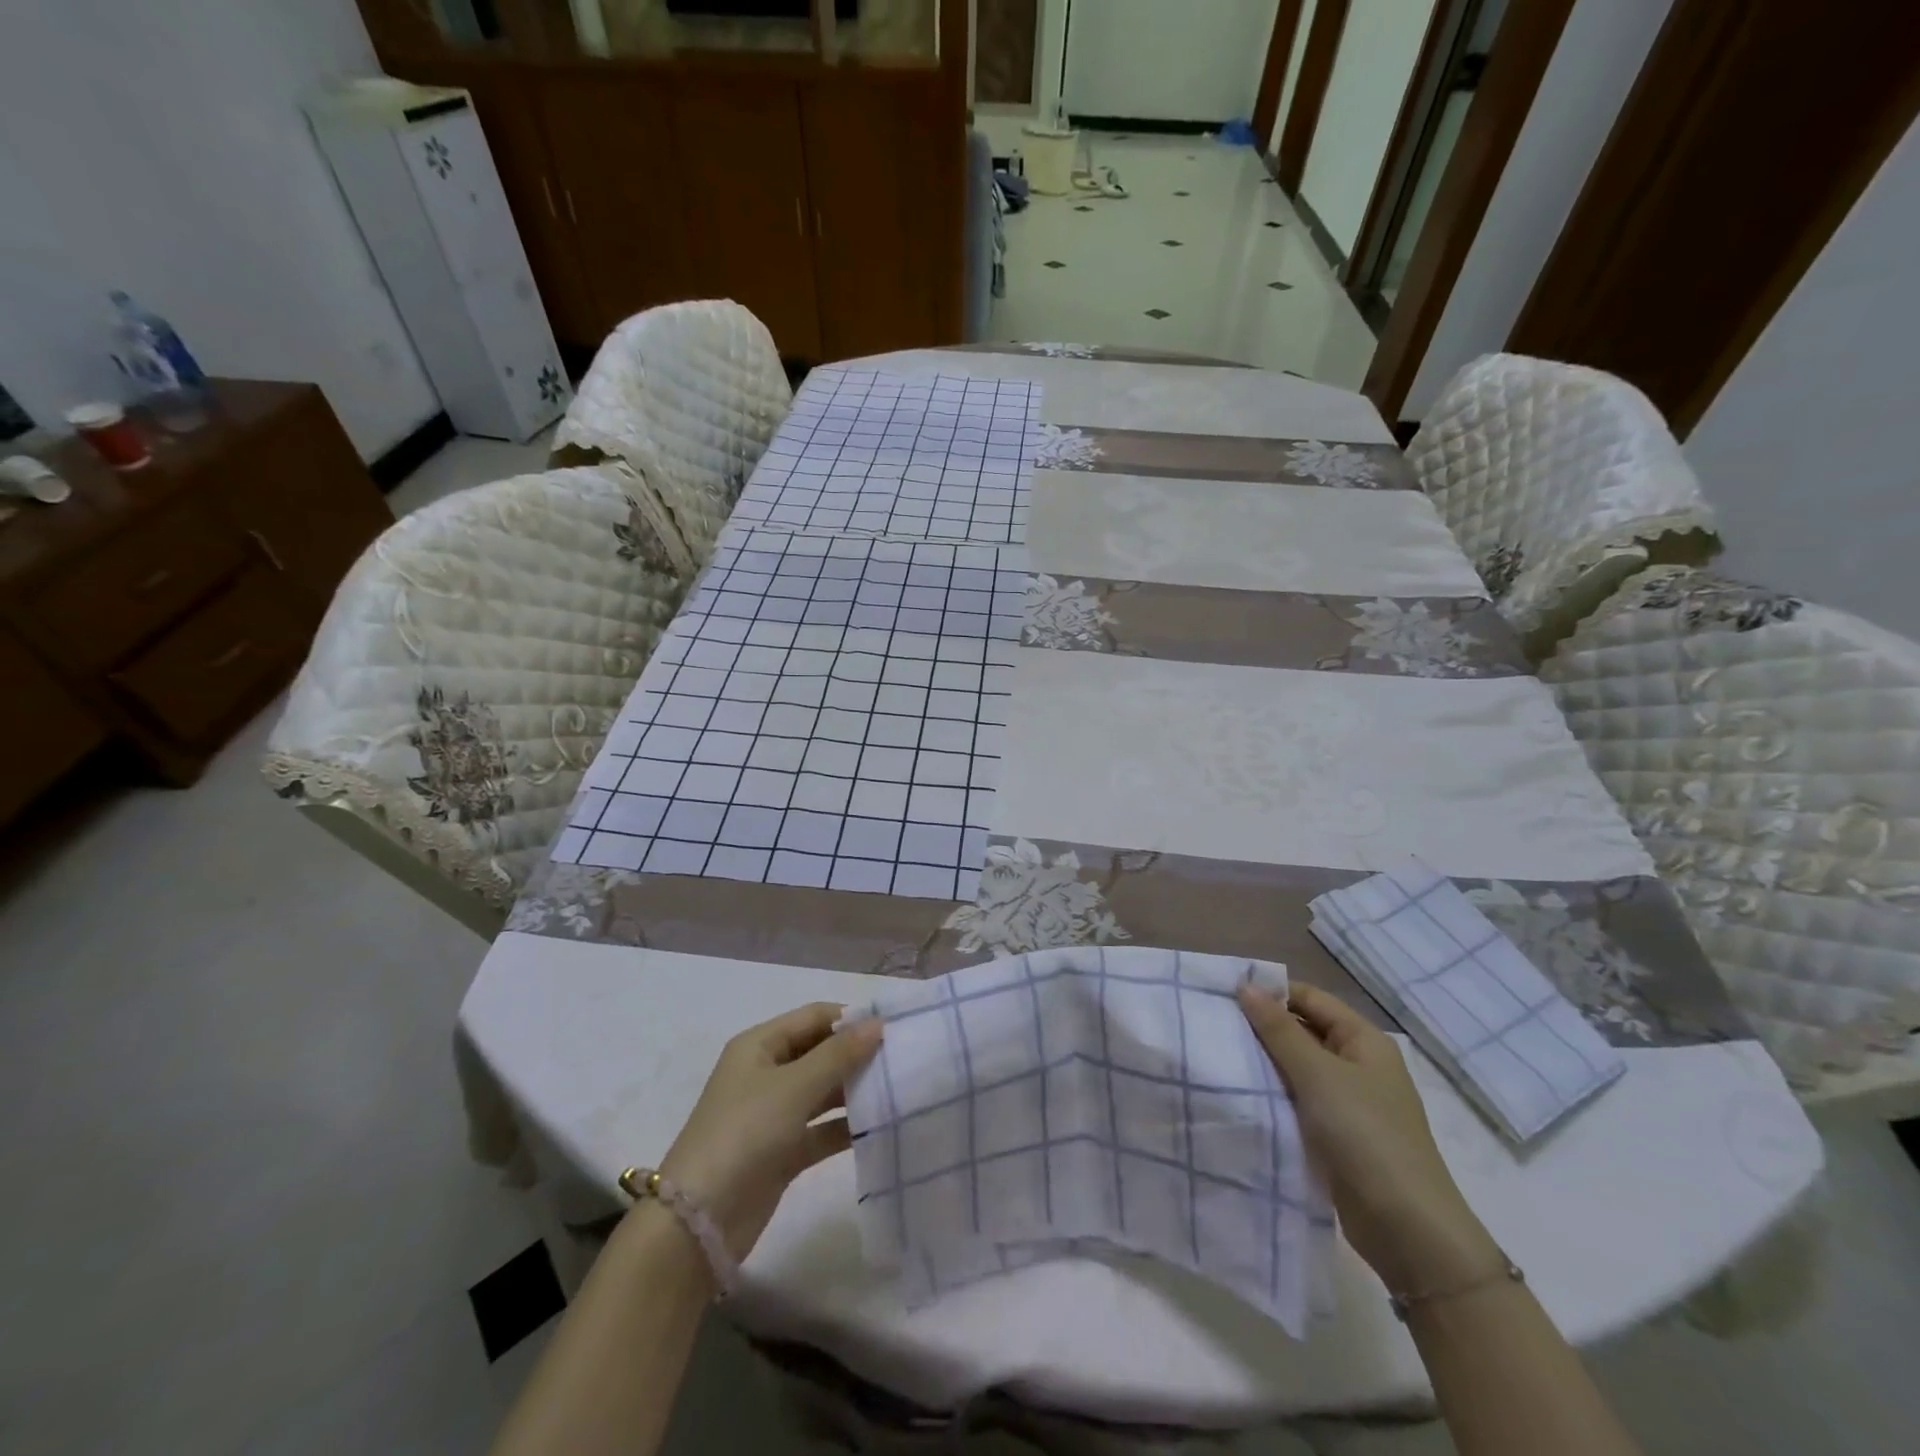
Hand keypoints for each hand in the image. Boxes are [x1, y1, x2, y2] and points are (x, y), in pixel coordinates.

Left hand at [656, 1004, 882, 1260]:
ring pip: (823, 1092)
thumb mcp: (794, 1088)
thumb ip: (838, 1055)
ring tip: (899, 1091)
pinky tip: (881, 1128)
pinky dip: (846, 1127)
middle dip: (857, 1055)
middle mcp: (766, 1073)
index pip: (814, 1017)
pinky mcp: (782, 1151)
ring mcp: (774, 1114)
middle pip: (820, 1052)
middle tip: (902, 1060)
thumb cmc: (745, 1134)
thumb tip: (877, 1023)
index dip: (851, 1019)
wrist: (699, 1222)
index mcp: (760, 1045)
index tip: (894, 1028)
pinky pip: (821, 1129)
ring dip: (855, 1091)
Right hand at [1238, 983, 1500, 1294]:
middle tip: (1215, 1025)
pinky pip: (1298, 1100)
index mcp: (1363, 1040)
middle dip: (1262, 1028)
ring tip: (1220, 1056)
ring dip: (1264, 1063)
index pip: (1310, 998)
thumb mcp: (1318, 1074)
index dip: (1271, 993)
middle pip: (1303, 1030)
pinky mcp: (1336, 1135)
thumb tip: (1246, 985)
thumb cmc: (1366, 1135)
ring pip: (1297, 1068)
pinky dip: (1273, 1094)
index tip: (1225, 996)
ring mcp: (1349, 1102)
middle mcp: (1358, 1064)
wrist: (1407, 1230)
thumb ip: (1279, 1030)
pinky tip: (1241, 1094)